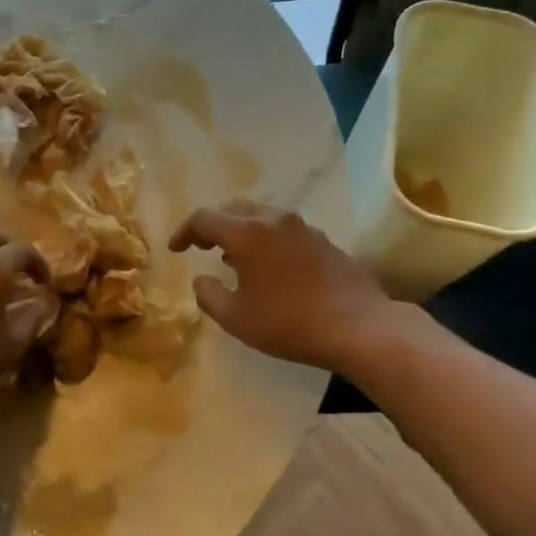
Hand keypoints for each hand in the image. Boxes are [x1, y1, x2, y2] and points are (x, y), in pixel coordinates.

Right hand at [169, 203, 389, 371]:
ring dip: (242, 231)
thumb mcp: (237, 318)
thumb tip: (202, 280)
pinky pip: (284, 230)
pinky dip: (267, 240)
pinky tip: (270, 267)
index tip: (176, 250)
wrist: (359, 326)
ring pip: (262, 216)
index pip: (204, 218)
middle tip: (202, 246)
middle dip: (213, 225)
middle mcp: (274, 220)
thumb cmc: (289, 323)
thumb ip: (209, 295)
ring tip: (234, 258)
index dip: (184, 232)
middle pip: (234, 209)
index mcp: (247, 234)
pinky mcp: (324, 241)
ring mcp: (303, 228)